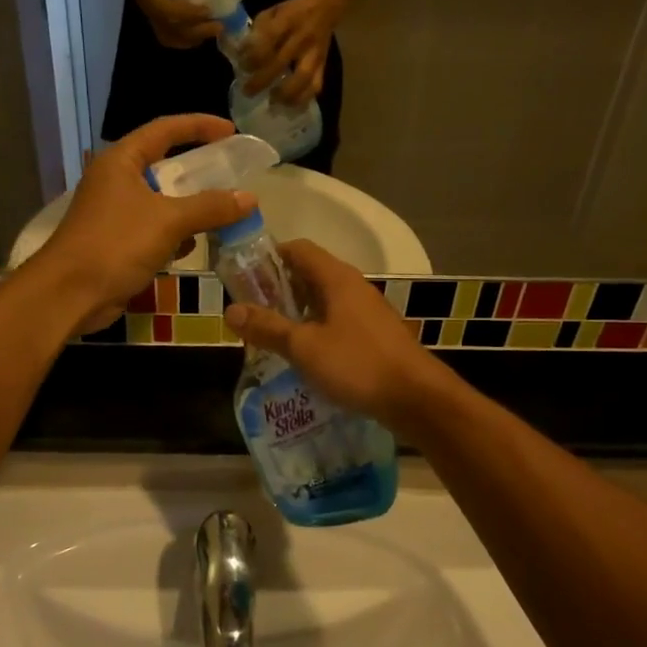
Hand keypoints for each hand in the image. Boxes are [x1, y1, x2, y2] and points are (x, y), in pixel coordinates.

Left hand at [33, 115, 254, 334]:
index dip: (199, 126)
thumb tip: (249, 198)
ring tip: (222, 214)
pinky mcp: (116, 241)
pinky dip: (174, 233)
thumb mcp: (169, 221)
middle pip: (164, 165)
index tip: (231, 132)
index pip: (165, 129)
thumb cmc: (115, 245)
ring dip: (190, 207)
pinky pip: (154, 228)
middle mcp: (116, 180)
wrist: (69, 294)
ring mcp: (114, 212)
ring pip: (161, 200)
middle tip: (231, 175)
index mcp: (121, 161)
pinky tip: (192, 246)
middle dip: (199, 172)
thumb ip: (210, 207)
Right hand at [123, 0, 230, 49]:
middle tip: (219, 26)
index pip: (168, 11)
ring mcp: (153, 20)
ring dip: (192, 38)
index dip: (189, 14)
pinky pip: (170, 38)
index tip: (209, 11)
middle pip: (172, 30)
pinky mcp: (158, 22)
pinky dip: (186, 39)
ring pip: (171, 38)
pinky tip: (201, 34)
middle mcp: (151, 13)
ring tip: (212, 30)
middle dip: (197, 31)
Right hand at [224, 240, 453, 431]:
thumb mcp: (304, 347)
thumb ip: (267, 327)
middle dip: (278, 289)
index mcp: (337, 278)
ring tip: (271, 335)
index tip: (244, 278)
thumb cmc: (358, 364)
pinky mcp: (374, 335)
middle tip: (251, 312)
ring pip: (323, 300)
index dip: (269, 257)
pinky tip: (303, 355)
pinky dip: (316, 330)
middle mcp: (353, 286)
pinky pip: (337, 321)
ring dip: (296, 313)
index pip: (298, 249)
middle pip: (309, 274)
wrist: (417, 398)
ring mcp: (367, 311)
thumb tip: (230, 310)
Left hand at [242, 0, 340, 105]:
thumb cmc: (291, 12)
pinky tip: (290, 106)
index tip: (242, 66)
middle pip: (281, 62)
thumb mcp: (272, 11)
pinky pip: (315, 85)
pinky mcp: (323, 65)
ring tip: (272, 102)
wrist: (324, 9)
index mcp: (287, 20)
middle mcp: (302, 38)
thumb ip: (257, 31)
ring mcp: (314, 53)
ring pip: (303, 77)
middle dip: (262, 80)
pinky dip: (303, 99)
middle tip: (247, 91)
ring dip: (286, 93)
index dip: (253, 55)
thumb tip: (241, 53)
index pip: (269, 39)